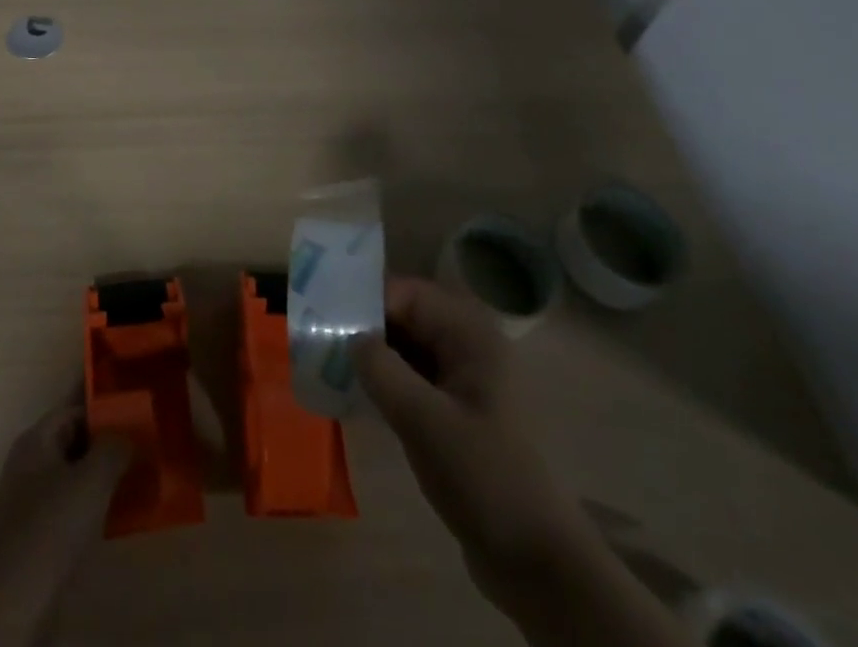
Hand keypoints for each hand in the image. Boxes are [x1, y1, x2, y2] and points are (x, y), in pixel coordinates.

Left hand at [0, 400, 130, 646]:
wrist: (12, 606)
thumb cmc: (51, 528)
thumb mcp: (92, 479)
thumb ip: (114, 447)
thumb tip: (128, 435)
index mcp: (36, 441)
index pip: (73, 409)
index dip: (103, 406)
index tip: (135, 407)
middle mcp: (30, 466)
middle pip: (74, 442)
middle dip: (108, 442)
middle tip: (146, 442)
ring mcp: (31, 505)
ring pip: (75, 477)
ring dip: (105, 476)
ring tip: (142, 475)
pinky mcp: (38, 540)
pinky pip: (73, 509)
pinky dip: (96, 506)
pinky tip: (122, 515)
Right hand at [352, 276, 587, 595]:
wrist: (537, 563)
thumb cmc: (484, 477)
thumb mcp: (424, 421)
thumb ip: (382, 370)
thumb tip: (350, 336)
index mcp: (471, 334)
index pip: (408, 294)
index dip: (368, 301)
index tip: (327, 319)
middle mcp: (469, 346)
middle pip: (407, 317)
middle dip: (366, 326)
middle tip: (320, 339)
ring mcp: (464, 381)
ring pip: (407, 349)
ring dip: (373, 355)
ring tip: (328, 363)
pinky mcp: (456, 413)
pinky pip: (413, 379)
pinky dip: (386, 381)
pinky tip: (356, 394)